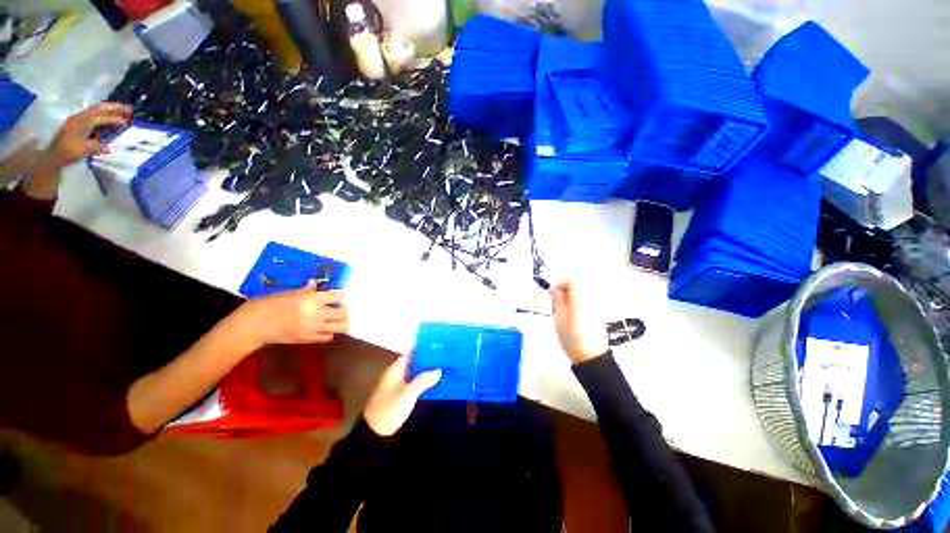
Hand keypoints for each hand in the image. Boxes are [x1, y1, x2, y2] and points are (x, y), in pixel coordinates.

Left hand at [45, 102, 131, 168]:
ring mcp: (77, 119)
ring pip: (95, 109)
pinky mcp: (77, 122)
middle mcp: (79, 117)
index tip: (126, 122)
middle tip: (128, 109)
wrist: (54, 155)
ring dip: (109, 109)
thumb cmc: (69, 153)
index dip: (114, 119)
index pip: (100, 118)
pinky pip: (92, 114)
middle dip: (113, 108)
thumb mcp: (85, 150)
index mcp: (81, 123)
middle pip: (98, 108)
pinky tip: (109, 115)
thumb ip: (98, 143)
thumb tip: (109, 141)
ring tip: (122, 110)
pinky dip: (102, 113)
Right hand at [240, 283, 348, 346]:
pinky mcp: (308, 339)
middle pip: (341, 313)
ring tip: (337, 318)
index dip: (341, 295)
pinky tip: (326, 328)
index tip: (342, 295)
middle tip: (341, 307)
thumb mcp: (290, 293)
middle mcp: (316, 314)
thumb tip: (315, 284)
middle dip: (343, 310)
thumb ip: (306, 291)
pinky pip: (327, 337)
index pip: (336, 297)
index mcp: (311, 299)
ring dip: (340, 322)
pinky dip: (330, 332)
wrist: (255, 325)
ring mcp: (313, 328)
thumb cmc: (270, 304)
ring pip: (338, 327)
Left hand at [364, 351, 440, 435]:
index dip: (423, 347)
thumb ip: (423, 380)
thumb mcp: (408, 394)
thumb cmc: (389, 409)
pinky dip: (423, 380)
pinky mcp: (400, 395)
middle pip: (414, 361)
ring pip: (415, 372)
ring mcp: (398, 384)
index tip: (438, 344)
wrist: (374, 433)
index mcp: (396, 369)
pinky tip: (434, 382)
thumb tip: (439, 370)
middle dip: (427, 358)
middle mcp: (396, 373)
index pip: (411, 352)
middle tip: (444, 355)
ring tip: (443, 366)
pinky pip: (414, 382)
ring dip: (426, 369)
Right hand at [550, 281, 608, 363]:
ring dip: (571, 297)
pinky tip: (571, 315)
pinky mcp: (598, 315)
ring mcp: (596, 307)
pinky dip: (577, 303)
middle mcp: (590, 300)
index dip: (561, 283)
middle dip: (565, 289)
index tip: (553, 292)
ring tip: (562, 309)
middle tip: (555, 301)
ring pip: (582, 294)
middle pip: (579, 286)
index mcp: (580, 299)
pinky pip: (586, 302)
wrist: (591, 357)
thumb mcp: (559, 319)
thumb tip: (555, 289)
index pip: (573, 281)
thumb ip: (557, 301)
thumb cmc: (572, 338)